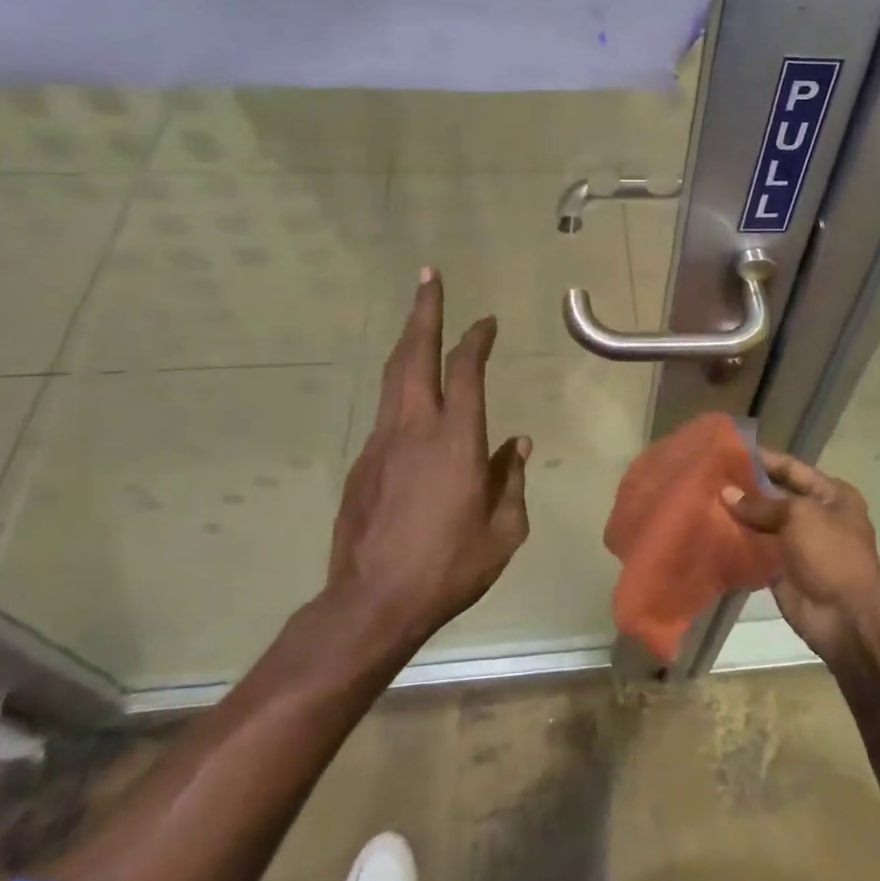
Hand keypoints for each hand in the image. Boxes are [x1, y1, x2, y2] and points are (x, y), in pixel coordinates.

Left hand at [325, 269, 530, 650]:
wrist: (373, 602)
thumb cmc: (449, 566)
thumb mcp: (504, 530)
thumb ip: (511, 479)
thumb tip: (516, 444)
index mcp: (457, 439)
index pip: (467, 369)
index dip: (477, 338)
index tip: (487, 322)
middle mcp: (415, 427)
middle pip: (416, 354)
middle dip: (425, 311)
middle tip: (428, 277)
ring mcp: (382, 443)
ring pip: (393, 376)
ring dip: (408, 341)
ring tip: (417, 317)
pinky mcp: (362, 464)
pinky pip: (386, 413)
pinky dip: (400, 389)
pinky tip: (411, 398)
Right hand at [723, 450, 879, 661]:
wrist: (847, 618)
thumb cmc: (831, 553)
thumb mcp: (799, 516)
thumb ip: (761, 504)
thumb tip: (726, 493)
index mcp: (831, 495)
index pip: (791, 468)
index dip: (763, 459)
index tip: (729, 451)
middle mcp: (815, 515)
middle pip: (775, 495)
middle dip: (746, 488)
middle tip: (709, 477)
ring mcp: (798, 545)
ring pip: (762, 524)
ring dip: (738, 516)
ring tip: (702, 500)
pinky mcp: (781, 571)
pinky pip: (755, 551)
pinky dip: (736, 544)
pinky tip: (710, 531)